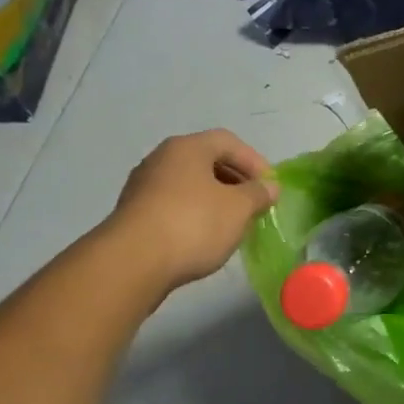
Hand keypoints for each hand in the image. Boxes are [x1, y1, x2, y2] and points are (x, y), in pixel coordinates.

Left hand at [107, 130, 279, 294]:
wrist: (133, 262)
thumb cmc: (193, 224)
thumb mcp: (237, 209)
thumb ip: (257, 194)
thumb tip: (270, 186)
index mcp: (187, 148)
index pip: (228, 142)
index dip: (254, 161)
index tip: (270, 187)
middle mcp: (161, 159)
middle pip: (206, 161)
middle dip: (234, 181)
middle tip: (253, 205)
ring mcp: (143, 186)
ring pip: (188, 185)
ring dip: (214, 199)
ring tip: (232, 224)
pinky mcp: (133, 214)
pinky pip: (173, 205)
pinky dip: (193, 214)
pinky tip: (203, 237)